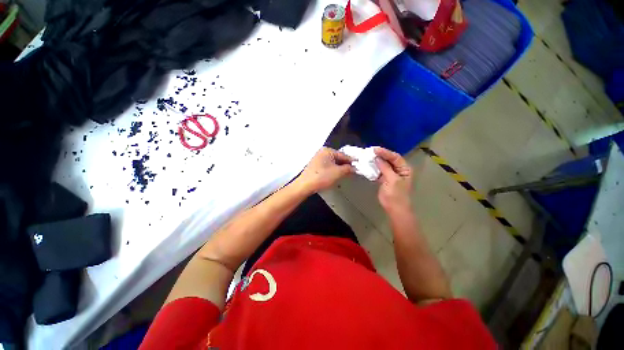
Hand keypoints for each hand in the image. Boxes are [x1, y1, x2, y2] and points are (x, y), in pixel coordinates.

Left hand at [297, 147, 353, 192]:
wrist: (305, 185)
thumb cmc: (322, 177)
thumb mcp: (338, 172)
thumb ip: (348, 169)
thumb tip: (354, 168)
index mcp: (327, 150)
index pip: (343, 155)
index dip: (352, 161)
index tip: (359, 167)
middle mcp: (322, 152)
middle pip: (338, 158)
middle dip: (345, 165)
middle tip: (353, 172)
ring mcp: (317, 159)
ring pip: (332, 162)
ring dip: (339, 168)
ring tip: (346, 174)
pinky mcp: (315, 166)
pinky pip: (327, 166)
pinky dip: (333, 170)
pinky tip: (336, 175)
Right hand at [374, 147, 412, 214]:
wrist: (394, 209)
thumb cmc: (396, 195)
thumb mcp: (392, 180)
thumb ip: (385, 168)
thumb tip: (377, 158)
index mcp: (404, 169)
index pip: (395, 157)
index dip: (385, 152)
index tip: (375, 150)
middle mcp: (398, 170)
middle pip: (389, 160)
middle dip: (380, 156)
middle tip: (370, 151)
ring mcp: (391, 175)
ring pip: (383, 165)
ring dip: (376, 162)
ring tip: (368, 157)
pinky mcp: (384, 179)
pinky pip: (379, 171)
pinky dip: (374, 169)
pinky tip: (368, 166)